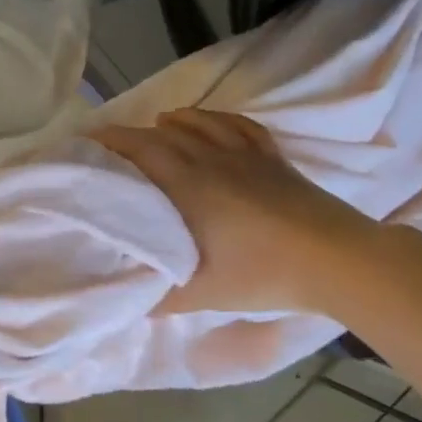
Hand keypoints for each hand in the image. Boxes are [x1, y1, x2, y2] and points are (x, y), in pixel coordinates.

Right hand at [90, 108, 388, 315]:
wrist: (336, 259)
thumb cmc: (263, 273)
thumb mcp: (204, 293)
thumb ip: (162, 296)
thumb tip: (131, 302)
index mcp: (187, 184)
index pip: (139, 148)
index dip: (109, 140)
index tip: (85, 141)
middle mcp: (210, 158)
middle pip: (163, 134)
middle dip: (132, 134)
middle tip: (111, 144)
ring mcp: (245, 154)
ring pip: (200, 123)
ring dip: (173, 122)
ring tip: (158, 126)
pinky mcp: (273, 158)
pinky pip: (238, 126)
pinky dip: (216, 119)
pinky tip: (210, 123)